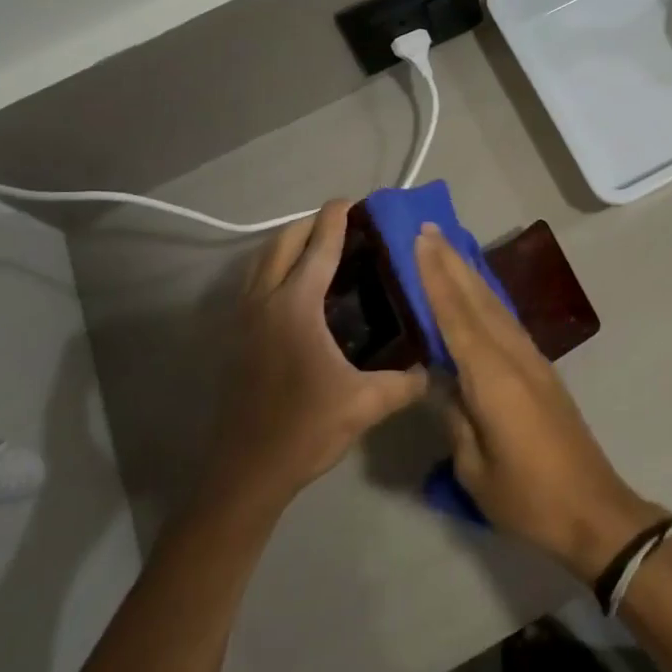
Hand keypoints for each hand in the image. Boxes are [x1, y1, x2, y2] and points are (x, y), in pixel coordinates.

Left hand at [199, 202, 428, 517]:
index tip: (351, 200)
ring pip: (261, 262)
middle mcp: (265, 301)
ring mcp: (244, 319)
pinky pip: (254, 283)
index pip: (318, 249)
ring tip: (318, 248)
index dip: (335, 220)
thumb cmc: (305, 428)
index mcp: (295, 306)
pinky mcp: (236, 338)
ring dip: (287, 245)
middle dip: (309, 224)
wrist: (246, 472)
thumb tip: (435, 370)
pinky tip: (295, 290)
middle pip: (283, 244)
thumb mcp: (365, 404)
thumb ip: (405, 383)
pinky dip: (274, 269)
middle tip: (340, 223)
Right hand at [414, 223, 665, 580]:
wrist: (592, 509)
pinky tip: (478, 294)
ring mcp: (533, 361)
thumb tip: (440, 379)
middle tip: (428, 229)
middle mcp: (514, 357)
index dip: (436, 277)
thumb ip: (455, 416)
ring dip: (471, 275)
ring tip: (448, 249)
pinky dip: (487, 300)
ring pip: (496, 307)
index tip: (420, 240)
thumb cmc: (528, 497)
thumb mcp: (475, 467)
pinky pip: (507, 323)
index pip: (457, 317)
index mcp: (493, 378)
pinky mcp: (542, 371)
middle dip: (452, 263)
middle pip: (478, 300)